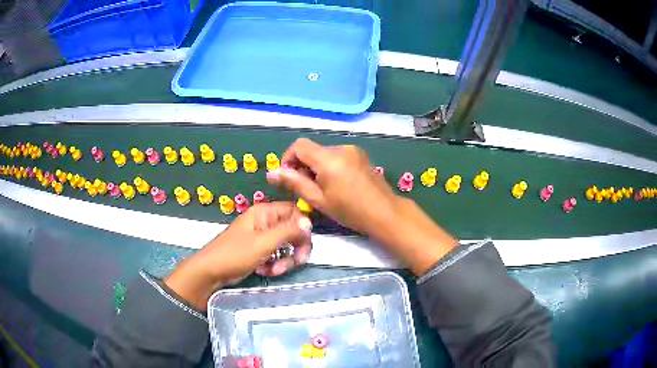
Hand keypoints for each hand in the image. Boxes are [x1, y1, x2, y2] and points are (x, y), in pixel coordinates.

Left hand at [164, 202, 311, 310]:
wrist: (211, 272)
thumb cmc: (235, 254)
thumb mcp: (264, 242)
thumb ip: (288, 231)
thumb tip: (309, 222)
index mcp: (265, 212)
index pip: (294, 212)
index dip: (302, 228)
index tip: (305, 245)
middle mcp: (265, 222)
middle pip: (292, 231)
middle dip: (295, 248)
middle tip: (297, 262)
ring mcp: (261, 237)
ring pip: (285, 246)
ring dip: (284, 260)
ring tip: (275, 270)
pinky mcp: (258, 252)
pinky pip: (275, 256)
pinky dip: (275, 264)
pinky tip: (266, 271)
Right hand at [267, 138, 398, 235]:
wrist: (384, 212)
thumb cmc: (349, 210)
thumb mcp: (318, 199)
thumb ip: (294, 183)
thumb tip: (272, 173)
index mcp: (328, 158)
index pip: (299, 145)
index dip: (288, 158)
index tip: (289, 177)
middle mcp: (341, 148)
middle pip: (312, 150)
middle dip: (303, 166)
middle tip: (307, 189)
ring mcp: (353, 150)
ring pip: (324, 153)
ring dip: (317, 167)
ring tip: (323, 189)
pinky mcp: (360, 155)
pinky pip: (337, 156)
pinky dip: (330, 166)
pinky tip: (337, 184)